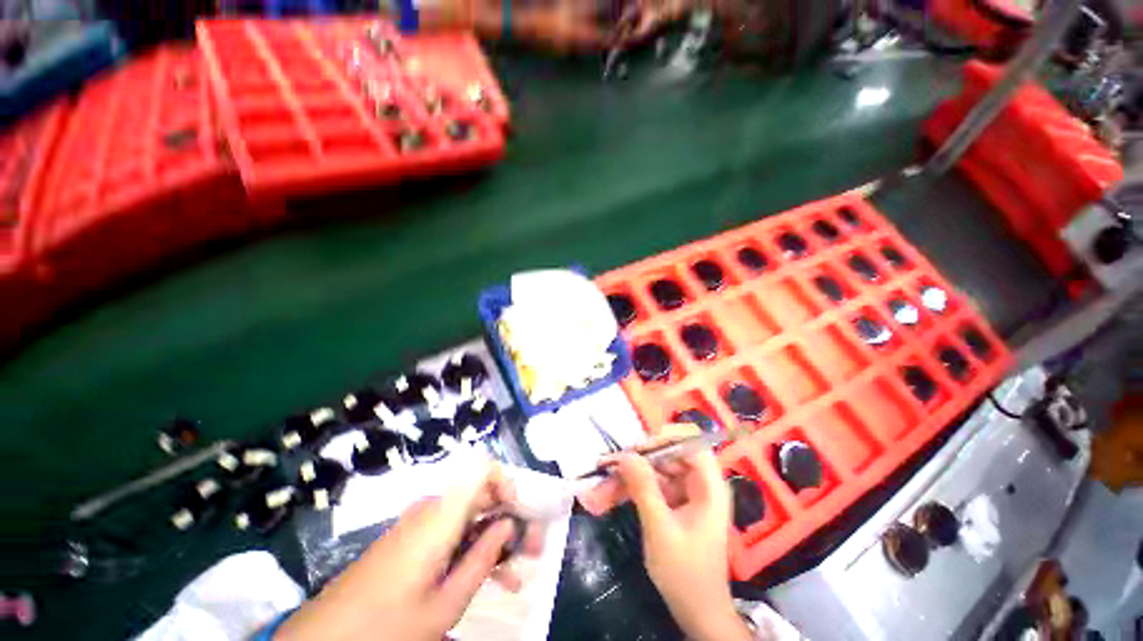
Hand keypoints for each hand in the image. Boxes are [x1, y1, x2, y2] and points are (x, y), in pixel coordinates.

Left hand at [276, 460, 540, 640]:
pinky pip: (451, 532)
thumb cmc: (388, 624)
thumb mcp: (445, 603)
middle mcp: (432, 508)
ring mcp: (420, 523)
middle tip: (532, 548)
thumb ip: (482, 558)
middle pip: (481, 494)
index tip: (522, 512)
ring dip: (494, 538)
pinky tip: (486, 578)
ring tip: (517, 573)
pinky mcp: (411, 539)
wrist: (325, 639)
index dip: (508, 482)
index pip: (483, 469)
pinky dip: (472, 548)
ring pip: (469, 517)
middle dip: (510, 517)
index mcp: (441, 514)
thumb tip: (509, 525)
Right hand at [601, 425, 750, 640]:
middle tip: (610, 467)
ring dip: (629, 477)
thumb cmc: (685, 573)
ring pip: (656, 471)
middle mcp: (700, 484)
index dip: (666, 438)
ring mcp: (687, 494)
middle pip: (669, 455)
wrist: (697, 612)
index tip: (638, 448)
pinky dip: (633, 489)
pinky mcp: (676, 504)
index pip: (692, 443)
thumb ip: (643, 488)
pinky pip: (652, 486)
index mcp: (709, 486)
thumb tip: (625, 455)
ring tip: (602, 485)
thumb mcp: (660, 529)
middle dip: (638, 460)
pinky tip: (609, 496)